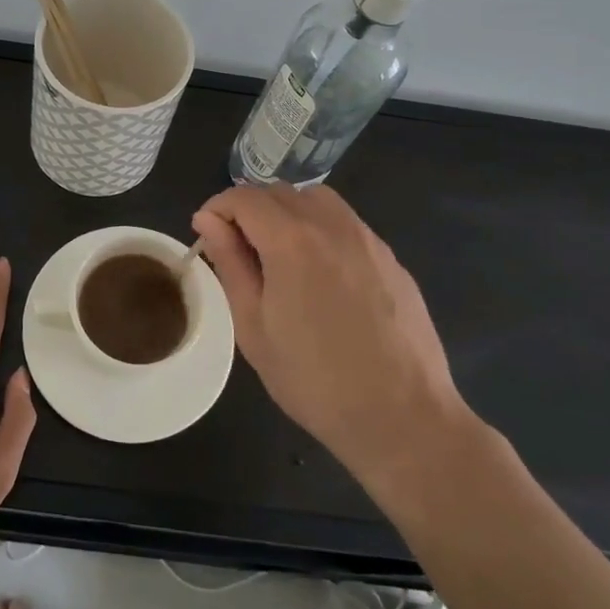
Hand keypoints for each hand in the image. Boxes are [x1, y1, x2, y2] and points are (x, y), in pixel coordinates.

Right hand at [192, 184, 470, 499]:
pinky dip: (322, 229)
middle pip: (280, 191)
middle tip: (238, 249)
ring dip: (288, 212)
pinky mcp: (391, 258)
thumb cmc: (314, 380)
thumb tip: (209, 221)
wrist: (403, 417)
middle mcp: (332, 225)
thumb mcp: (254, 327)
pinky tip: (321, 274)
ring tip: (279, 255)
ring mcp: (368, 239)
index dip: (218, 208)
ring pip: (317, 199)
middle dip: (250, 208)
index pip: (244, 197)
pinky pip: (347, 223)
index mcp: (291, 240)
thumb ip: (230, 264)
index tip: (207, 234)